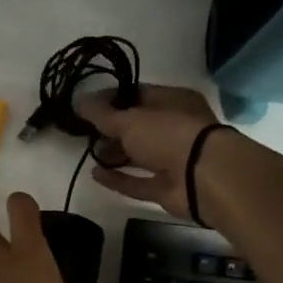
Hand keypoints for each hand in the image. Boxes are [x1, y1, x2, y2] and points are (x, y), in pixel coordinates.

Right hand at [74, 84, 225, 220]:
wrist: (205, 178)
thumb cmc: (169, 135)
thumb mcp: (129, 119)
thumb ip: (100, 113)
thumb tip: (77, 99)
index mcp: (173, 101)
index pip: (138, 95)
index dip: (111, 99)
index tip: (86, 105)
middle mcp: (175, 128)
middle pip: (137, 126)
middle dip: (111, 129)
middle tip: (84, 131)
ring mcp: (173, 159)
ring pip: (138, 154)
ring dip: (114, 154)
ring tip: (89, 152)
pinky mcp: (168, 187)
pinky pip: (139, 181)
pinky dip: (119, 178)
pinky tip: (95, 174)